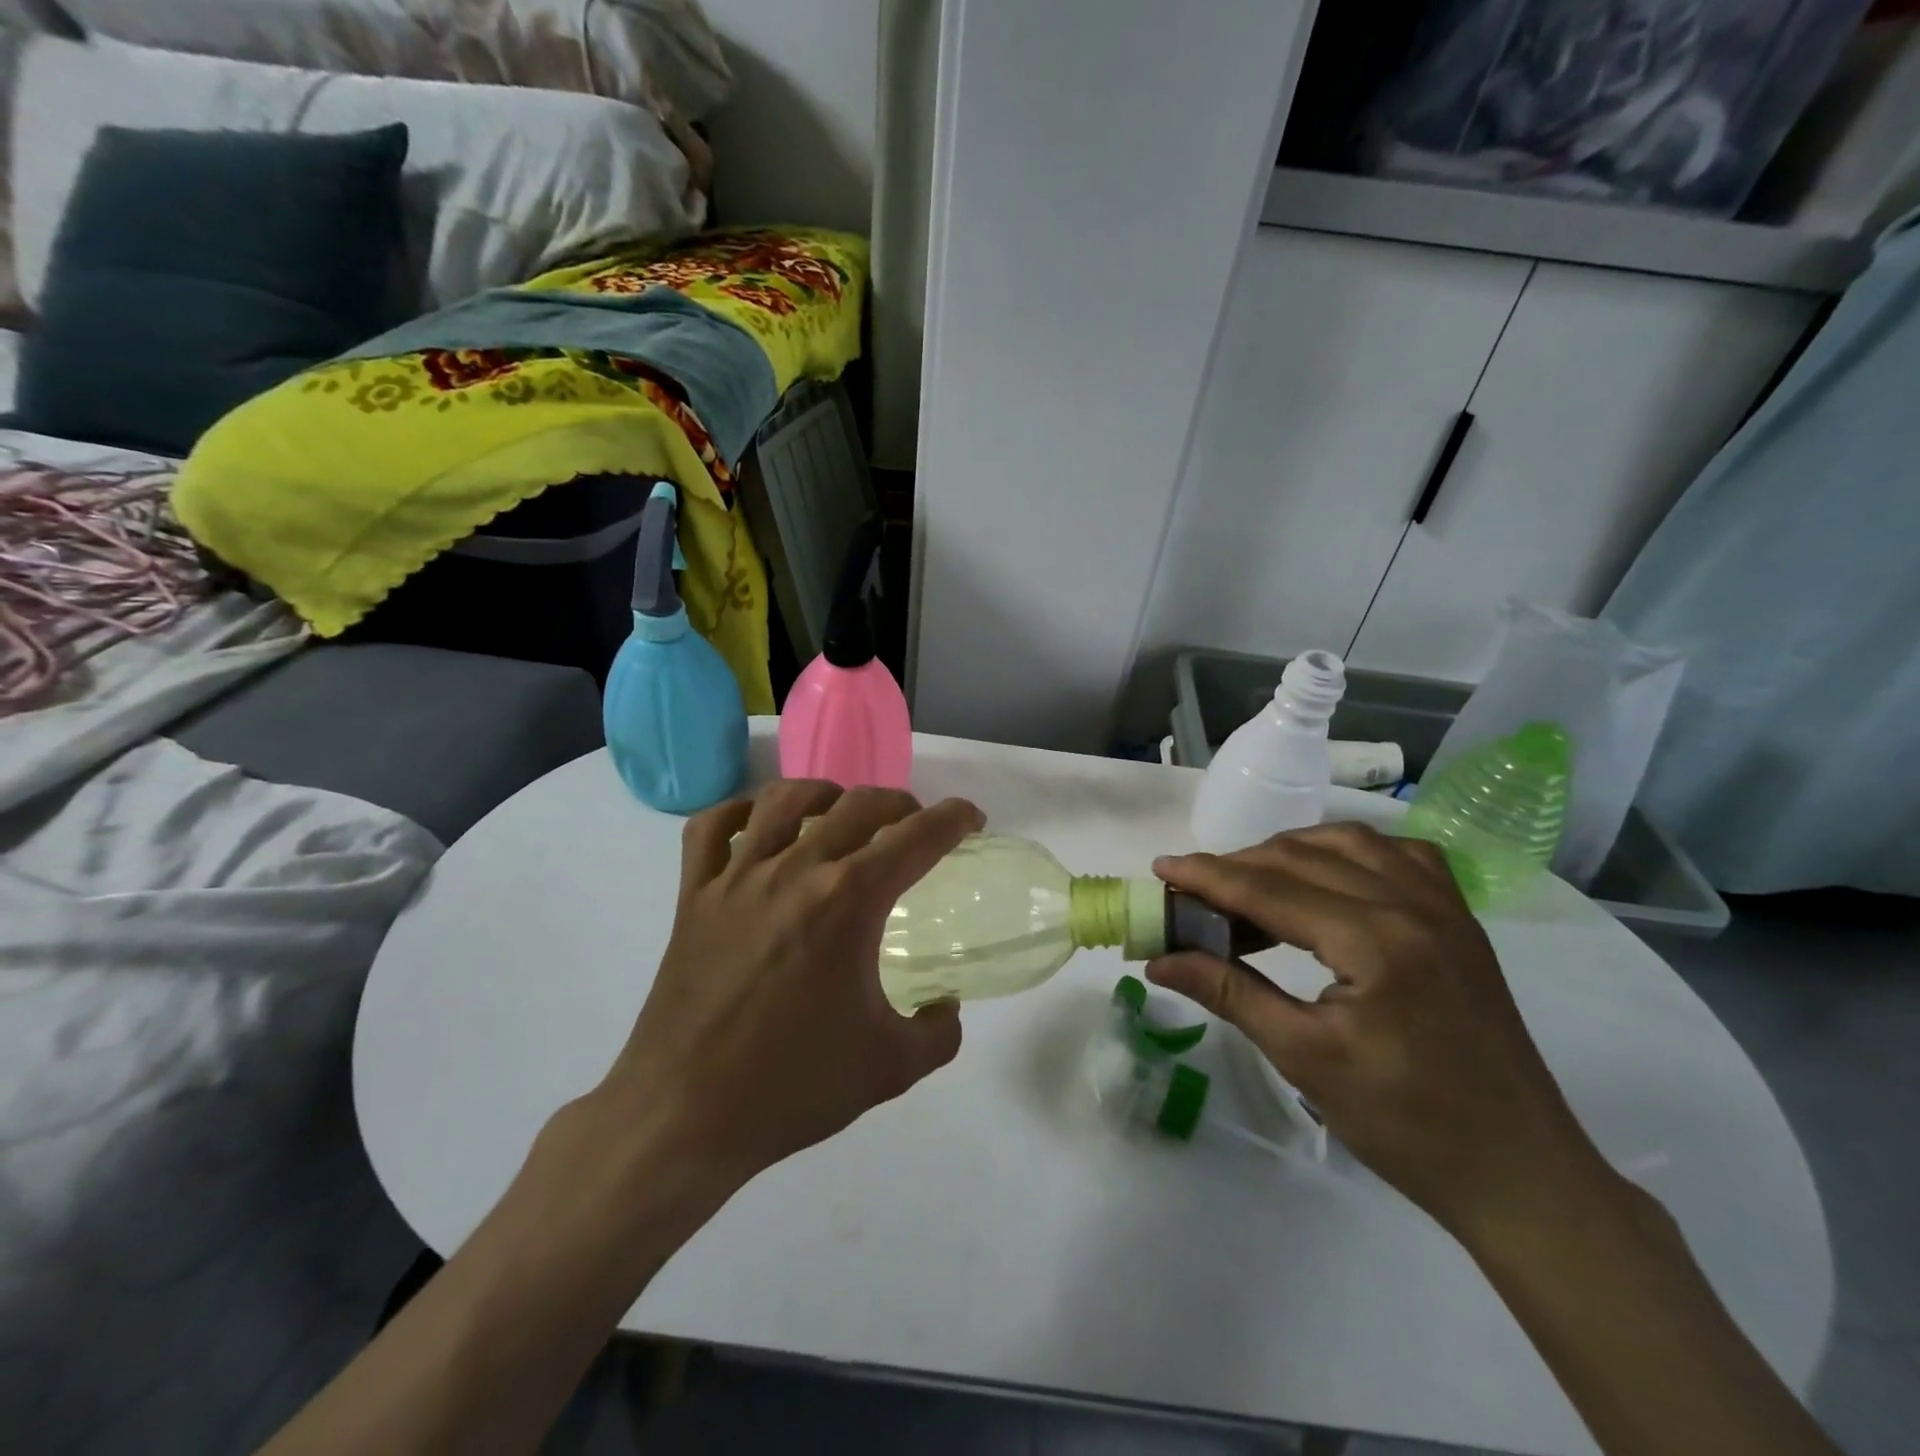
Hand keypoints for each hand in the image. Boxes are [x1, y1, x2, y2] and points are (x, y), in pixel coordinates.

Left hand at [594, 780, 984, 1190]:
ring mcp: (736, 878)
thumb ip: (939, 1032)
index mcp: (848, 902)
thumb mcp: (891, 1068)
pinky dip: (739, 812)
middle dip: (900, 803)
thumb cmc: (792, 1087)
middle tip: (914, 824)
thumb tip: (946, 1005)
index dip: (953, 819)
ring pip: (783, 799)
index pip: (915, 837)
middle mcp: (794, 871)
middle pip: (857, 804)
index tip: (970, 818)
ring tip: (840, 811)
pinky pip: (710, 828)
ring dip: (824, 793)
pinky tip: (757, 826)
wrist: (683, 1115)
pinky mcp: (692, 896)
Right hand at [1149, 824, 1609, 1236]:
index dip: (1207, 876)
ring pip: (1349, 843)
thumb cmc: (1405, 1124)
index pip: (1269, 888)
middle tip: (1193, 891)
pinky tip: (1327, 875)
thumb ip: (1228, 992)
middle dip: (1238, 866)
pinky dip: (1349, 851)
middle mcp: (1412, 904)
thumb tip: (1159, 958)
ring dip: (1289, 852)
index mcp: (1376, 940)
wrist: (1519, 1172)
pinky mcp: (1460, 919)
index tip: (1160, 868)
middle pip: (1302, 858)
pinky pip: (1398, 854)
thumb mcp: (1304, 1057)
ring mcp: (1444, 906)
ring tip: (1249, 881)